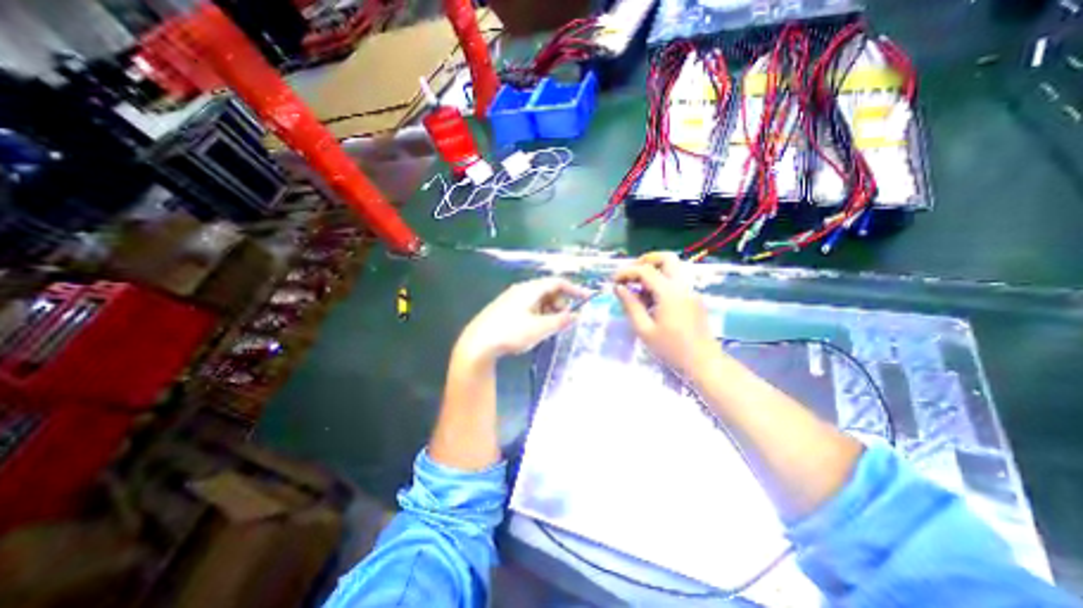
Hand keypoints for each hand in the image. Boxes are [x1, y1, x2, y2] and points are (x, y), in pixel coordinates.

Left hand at [457, 277, 589, 362]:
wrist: (478, 344)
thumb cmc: (510, 333)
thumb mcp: (539, 328)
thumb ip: (560, 321)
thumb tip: (575, 315)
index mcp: (530, 289)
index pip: (557, 282)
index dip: (574, 289)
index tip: (587, 298)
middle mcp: (521, 290)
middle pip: (548, 290)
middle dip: (561, 302)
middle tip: (566, 319)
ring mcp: (512, 299)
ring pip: (539, 300)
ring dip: (550, 310)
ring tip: (552, 327)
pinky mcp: (506, 310)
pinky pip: (530, 307)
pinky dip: (540, 314)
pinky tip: (537, 328)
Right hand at [614, 252, 721, 375]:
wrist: (703, 362)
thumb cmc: (671, 349)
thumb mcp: (644, 329)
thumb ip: (630, 305)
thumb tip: (619, 288)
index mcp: (669, 293)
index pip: (645, 271)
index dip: (626, 272)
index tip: (614, 282)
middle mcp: (683, 286)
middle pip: (666, 258)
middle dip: (645, 261)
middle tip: (631, 275)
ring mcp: (691, 291)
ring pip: (673, 267)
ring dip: (654, 271)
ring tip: (639, 289)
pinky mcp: (694, 298)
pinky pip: (677, 280)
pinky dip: (662, 281)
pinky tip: (652, 300)